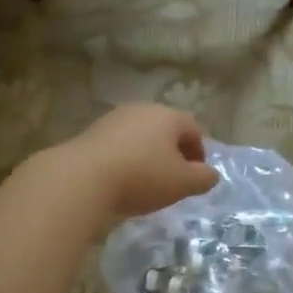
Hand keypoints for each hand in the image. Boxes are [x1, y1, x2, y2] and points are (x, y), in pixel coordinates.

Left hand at [59, 104, 218, 217]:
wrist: (82, 177)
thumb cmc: (142, 177)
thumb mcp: (182, 183)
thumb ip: (204, 178)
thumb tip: (210, 174)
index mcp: (168, 116)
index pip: (194, 129)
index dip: (199, 154)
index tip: (195, 177)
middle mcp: (142, 109)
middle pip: (166, 130)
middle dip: (173, 153)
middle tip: (172, 180)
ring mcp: (113, 118)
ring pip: (140, 136)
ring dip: (147, 156)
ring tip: (145, 183)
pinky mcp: (91, 132)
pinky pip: (118, 145)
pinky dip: (125, 159)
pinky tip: (120, 180)